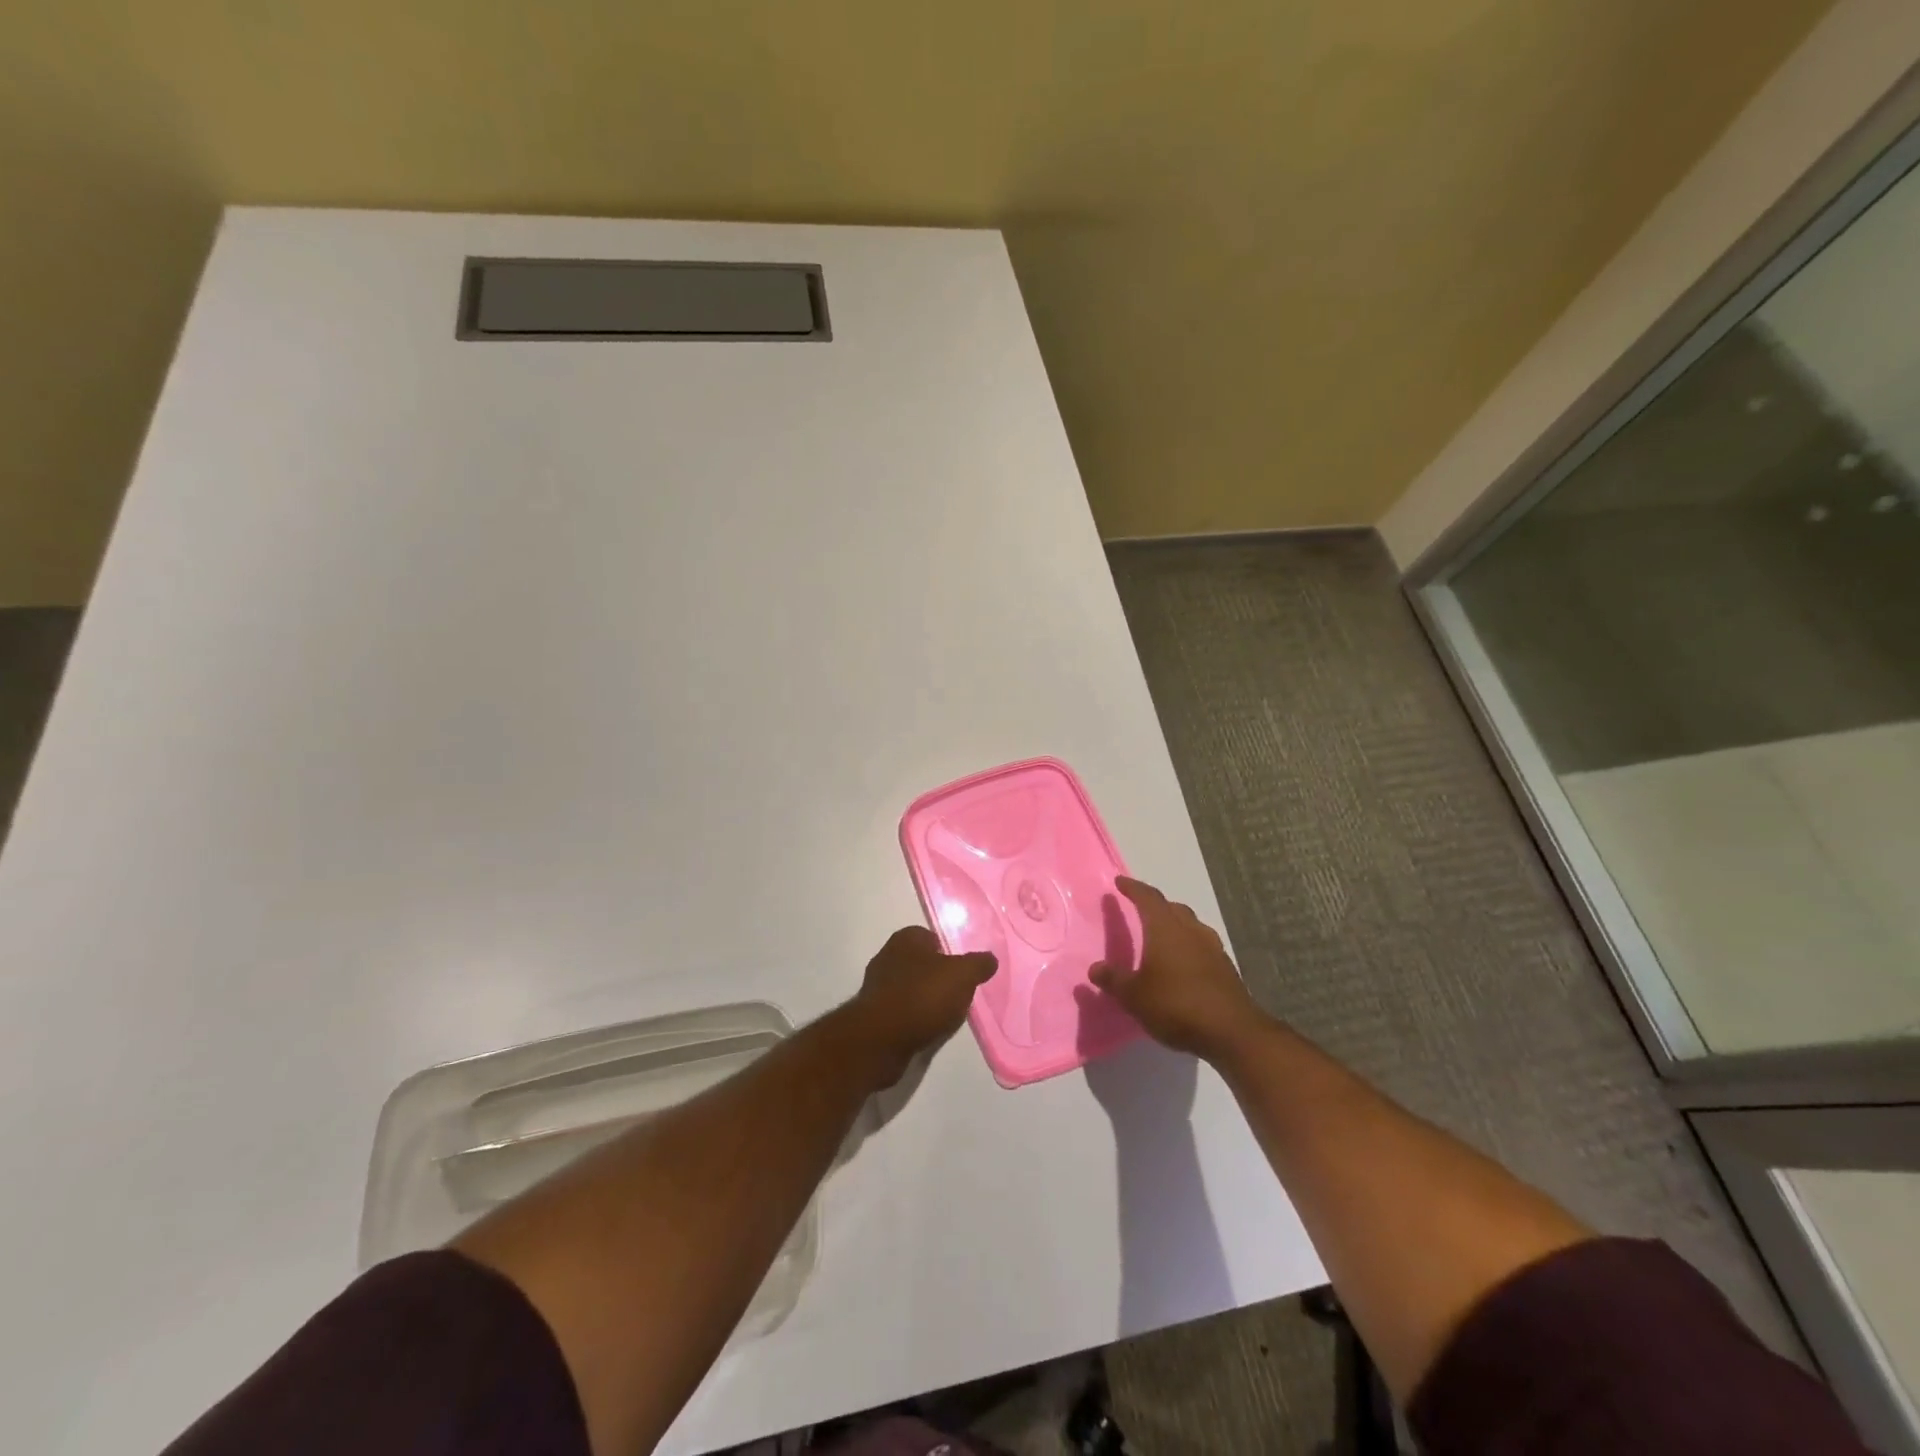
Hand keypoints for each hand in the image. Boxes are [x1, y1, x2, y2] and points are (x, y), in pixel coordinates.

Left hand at [842, 927, 996, 1085]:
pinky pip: (901, 1011)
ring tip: (945, 1015)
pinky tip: (927, 1030)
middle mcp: (887, 956)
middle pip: (921, 963)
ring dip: (925, 999)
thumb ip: (979, 964)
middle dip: (938, 976)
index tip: (963, 970)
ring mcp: (877, 986)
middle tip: (958, 993)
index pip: (931, 937)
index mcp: (906, 939)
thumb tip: (990, 959)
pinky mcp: (873, 1014)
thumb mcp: (963, 975)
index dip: (949, 951)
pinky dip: (914, 1018)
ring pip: (910, 988)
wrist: (881, 1039)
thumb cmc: (923, 996)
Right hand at [1090, 877, 1260, 1060]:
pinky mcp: (1226, 968)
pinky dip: (1189, 946)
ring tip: (1162, 937)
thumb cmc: (1176, 1005)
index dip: (1133, 888)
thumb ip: (1114, 980)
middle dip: (1156, 906)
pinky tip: (1184, 964)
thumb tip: (1095, 968)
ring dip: (1176, 925)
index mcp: (1165, 929)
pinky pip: (1203, 946)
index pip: (1148, 898)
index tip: (1120, 882)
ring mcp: (1213, 948)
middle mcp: (1191, 930)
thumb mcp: (1134, 996)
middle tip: (1140, 910)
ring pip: (1191, 925)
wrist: (1232, 1032)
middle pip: (1173, 908)